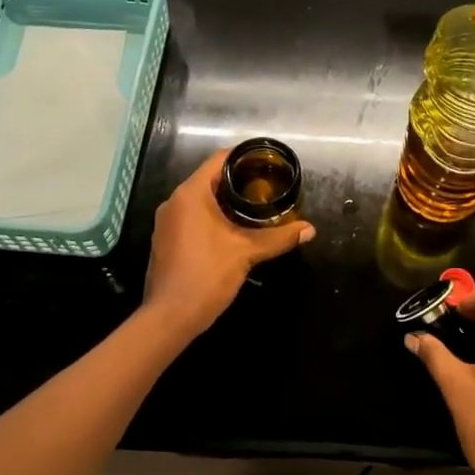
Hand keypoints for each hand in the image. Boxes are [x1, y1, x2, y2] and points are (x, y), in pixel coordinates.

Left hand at [143, 148, 313, 338]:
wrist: (170, 318)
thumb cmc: (207, 275)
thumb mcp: (247, 253)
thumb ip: (278, 238)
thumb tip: (309, 229)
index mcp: (191, 194)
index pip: (219, 160)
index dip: (244, 157)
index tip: (267, 163)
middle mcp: (174, 202)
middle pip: (210, 178)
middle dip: (238, 181)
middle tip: (267, 186)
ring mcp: (166, 222)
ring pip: (200, 200)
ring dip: (225, 201)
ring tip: (255, 207)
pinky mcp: (165, 240)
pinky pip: (191, 217)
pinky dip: (211, 216)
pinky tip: (232, 230)